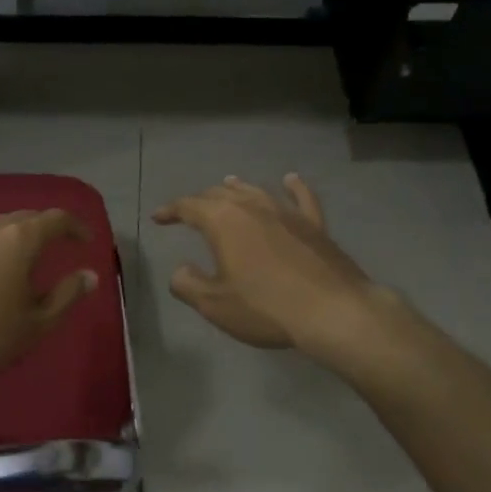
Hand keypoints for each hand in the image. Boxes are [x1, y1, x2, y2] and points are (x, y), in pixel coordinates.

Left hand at [0, 209, 98, 400]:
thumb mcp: (40, 321)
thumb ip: (68, 293)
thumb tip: (90, 274)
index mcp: (21, 239)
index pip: (56, 219)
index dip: (75, 227)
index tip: (87, 241)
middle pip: (27, 216)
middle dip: (47, 227)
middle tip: (61, 244)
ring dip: (16, 230)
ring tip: (25, 248)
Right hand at [151, 174, 402, 366]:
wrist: (333, 311)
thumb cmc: (266, 307)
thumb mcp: (214, 304)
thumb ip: (188, 284)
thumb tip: (180, 270)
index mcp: (223, 221)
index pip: (188, 206)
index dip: (170, 210)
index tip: (158, 218)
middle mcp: (252, 206)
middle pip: (219, 195)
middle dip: (200, 201)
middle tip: (189, 211)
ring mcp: (286, 212)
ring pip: (255, 190)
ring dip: (237, 188)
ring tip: (226, 183)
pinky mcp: (314, 225)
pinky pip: (302, 198)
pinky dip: (293, 187)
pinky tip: (290, 180)